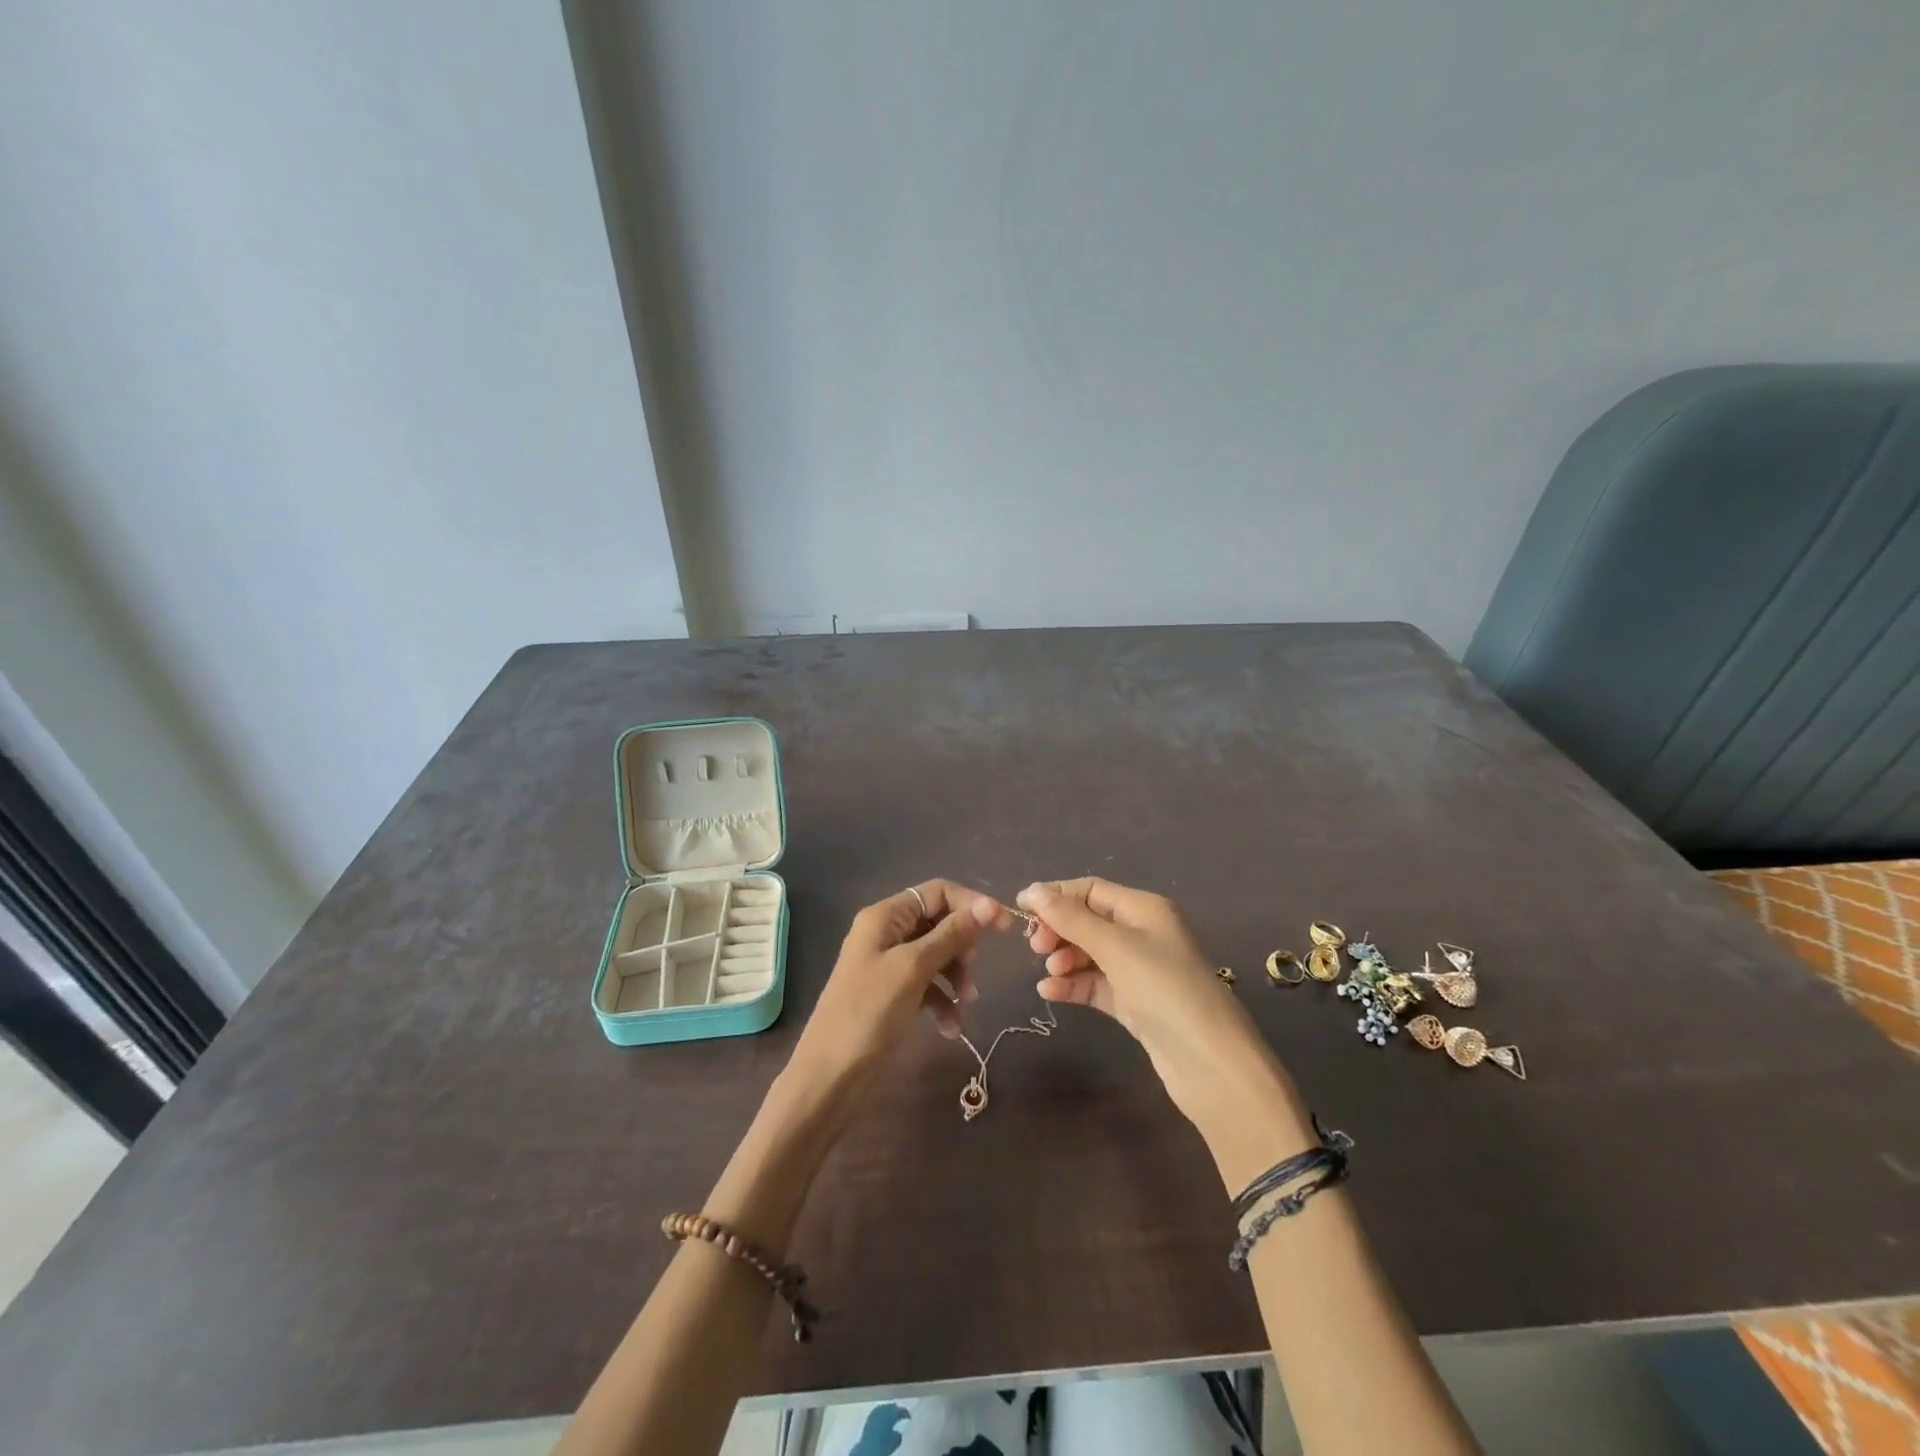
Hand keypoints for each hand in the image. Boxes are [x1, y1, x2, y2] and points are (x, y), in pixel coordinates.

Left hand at [790, 880, 1010, 1096]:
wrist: (830, 1075)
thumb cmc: (869, 1012)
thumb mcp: (914, 968)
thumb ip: (952, 935)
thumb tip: (989, 905)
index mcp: (886, 916)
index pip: (938, 892)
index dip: (972, 905)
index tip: (1004, 928)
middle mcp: (887, 932)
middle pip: (940, 922)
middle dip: (962, 946)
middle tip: (972, 972)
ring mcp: (889, 964)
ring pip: (938, 955)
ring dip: (957, 976)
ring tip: (966, 1003)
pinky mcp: (893, 993)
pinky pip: (928, 985)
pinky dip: (943, 1001)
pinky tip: (950, 1028)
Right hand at [1018, 878, 1298, 1132]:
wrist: (1208, 1062)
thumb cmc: (1163, 989)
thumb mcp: (1115, 946)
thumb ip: (1071, 918)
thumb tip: (1033, 889)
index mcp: (1145, 909)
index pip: (1091, 890)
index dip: (1056, 896)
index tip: (1019, 908)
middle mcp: (1143, 933)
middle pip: (1088, 920)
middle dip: (1059, 929)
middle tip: (1035, 947)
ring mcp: (1139, 970)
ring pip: (1089, 953)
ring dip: (1064, 958)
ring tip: (1049, 972)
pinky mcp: (1134, 1003)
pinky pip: (1095, 984)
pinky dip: (1073, 984)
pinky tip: (1050, 992)